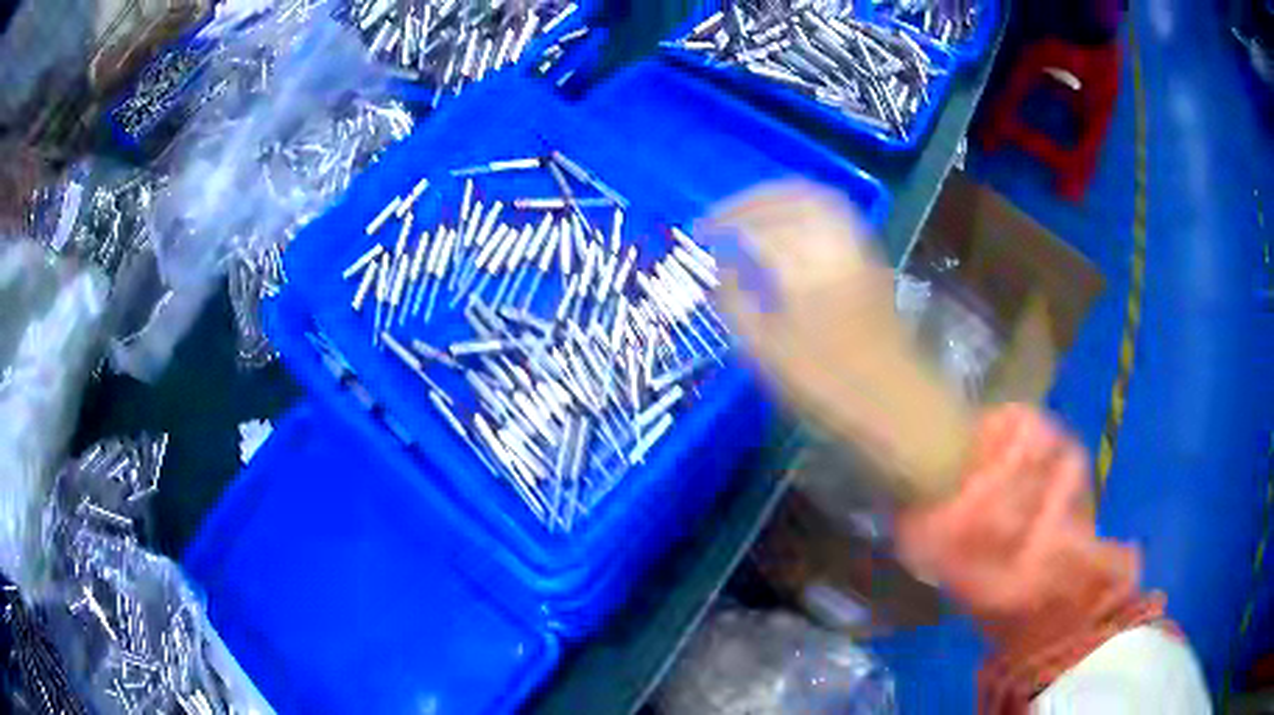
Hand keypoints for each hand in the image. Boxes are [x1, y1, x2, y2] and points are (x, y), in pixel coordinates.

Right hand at [702, 181, 973, 503]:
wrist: (895, 404)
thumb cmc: (827, 388)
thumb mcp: (766, 354)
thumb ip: (736, 302)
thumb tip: (719, 268)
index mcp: (804, 270)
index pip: (756, 226)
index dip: (722, 222)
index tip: (698, 233)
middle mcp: (834, 245)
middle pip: (788, 197)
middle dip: (749, 201)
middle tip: (721, 216)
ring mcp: (858, 247)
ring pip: (816, 198)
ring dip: (778, 197)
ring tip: (750, 213)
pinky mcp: (871, 257)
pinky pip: (835, 213)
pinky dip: (805, 207)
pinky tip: (790, 226)